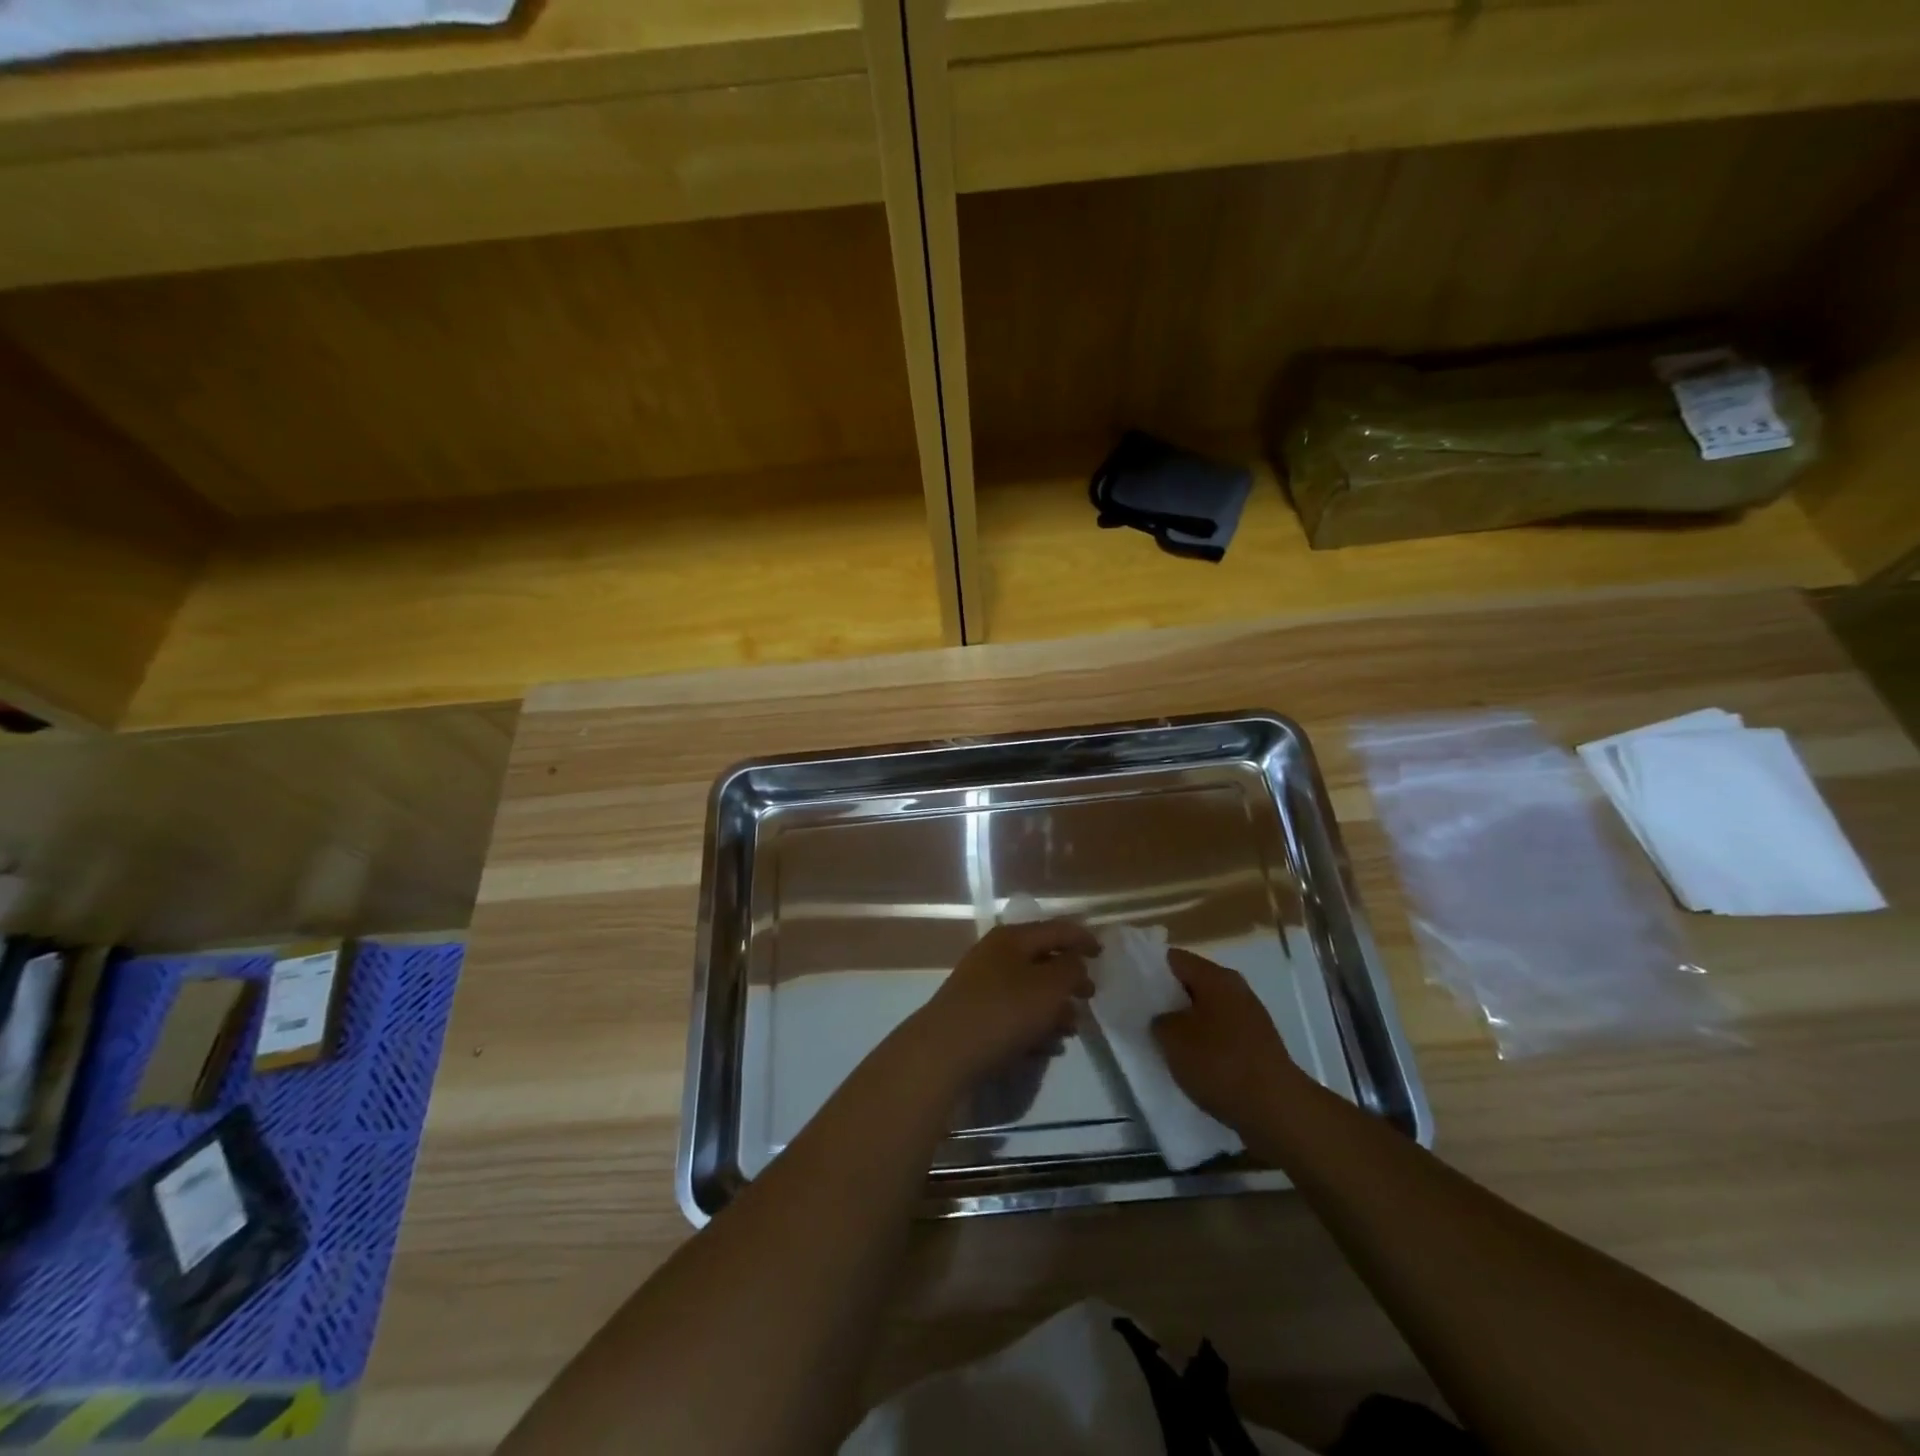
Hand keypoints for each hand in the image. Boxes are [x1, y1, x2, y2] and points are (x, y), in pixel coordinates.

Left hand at [913, 920, 1097, 1085]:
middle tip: (1090, 997)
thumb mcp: (1049, 987)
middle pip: (1041, 960)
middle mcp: (995, 956)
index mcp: (1012, 938)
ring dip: (1054, 1008)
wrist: (944, 1052)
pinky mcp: (975, 1017)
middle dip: (1069, 979)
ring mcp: (981, 987)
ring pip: (1028, 991)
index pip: (1056, 929)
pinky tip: (1048, 1049)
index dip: (1082, 938)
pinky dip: (1034, 1027)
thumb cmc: (1003, 1011)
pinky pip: (1013, 1016)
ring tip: (1072, 1030)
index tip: (1103, 954)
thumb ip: (1070, 969)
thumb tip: (1075, 961)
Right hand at [1152, 950, 1304, 1133]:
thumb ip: (1158, 1020)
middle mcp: (1235, 988)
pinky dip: (1204, 1042)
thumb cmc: (1220, 1063)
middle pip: (1191, 983)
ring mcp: (1250, 1016)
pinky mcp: (1257, 1044)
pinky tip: (1191, 1061)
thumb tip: (1162, 1018)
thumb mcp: (1173, 1039)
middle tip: (1142, 1015)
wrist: (1276, 1110)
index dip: (1148, 969)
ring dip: (1186, 1022)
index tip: (1130, 986)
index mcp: (1215, 977)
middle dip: (1167, 998)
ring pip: (1206, 1009)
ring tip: (1163, 1041)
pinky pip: (1221, 1032)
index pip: (1173, 958)